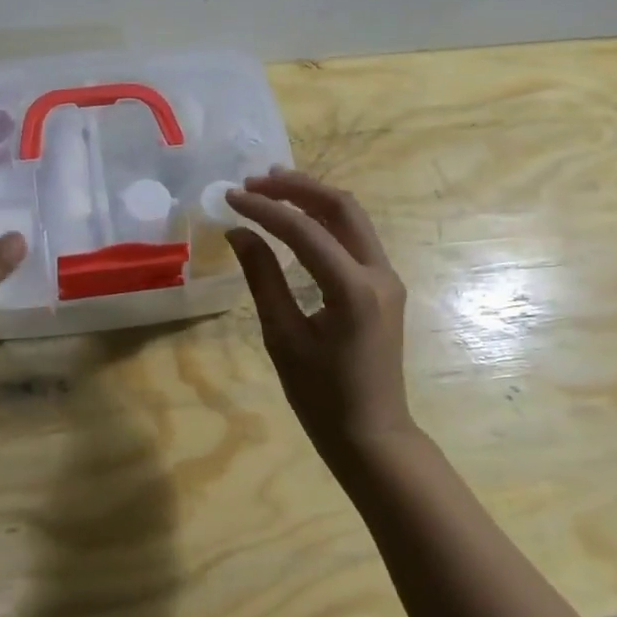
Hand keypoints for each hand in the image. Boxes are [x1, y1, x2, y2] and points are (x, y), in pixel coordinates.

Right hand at [225, 169, 416, 469]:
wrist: (371, 435)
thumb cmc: (321, 396)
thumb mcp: (282, 337)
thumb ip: (262, 279)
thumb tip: (239, 233)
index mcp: (353, 289)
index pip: (304, 231)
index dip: (264, 209)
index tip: (229, 197)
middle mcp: (379, 273)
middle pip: (341, 208)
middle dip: (296, 188)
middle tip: (254, 181)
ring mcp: (387, 279)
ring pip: (352, 219)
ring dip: (312, 199)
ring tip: (271, 187)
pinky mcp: (383, 288)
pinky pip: (355, 239)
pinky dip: (325, 222)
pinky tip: (297, 221)